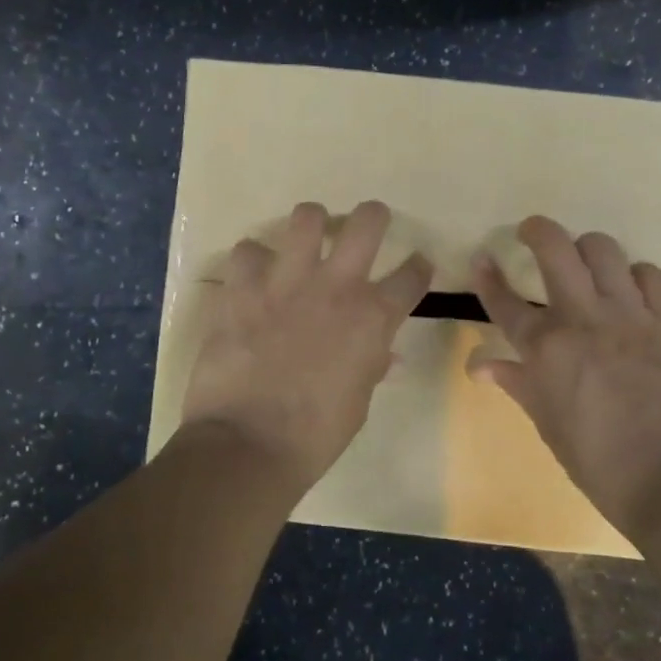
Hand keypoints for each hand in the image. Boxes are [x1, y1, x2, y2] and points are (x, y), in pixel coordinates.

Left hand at [180, 200, 432, 487]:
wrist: (249, 443)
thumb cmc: (315, 435)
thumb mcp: (358, 401)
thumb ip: (370, 364)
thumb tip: (380, 352)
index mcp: (373, 318)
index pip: (412, 276)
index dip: (418, 269)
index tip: (416, 267)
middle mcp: (336, 286)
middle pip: (367, 221)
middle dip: (373, 217)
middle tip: (365, 227)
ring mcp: (286, 281)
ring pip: (307, 217)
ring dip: (311, 225)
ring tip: (306, 240)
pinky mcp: (242, 287)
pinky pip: (247, 250)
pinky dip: (253, 261)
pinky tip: (252, 277)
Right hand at [468, 216, 660, 534]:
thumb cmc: (599, 463)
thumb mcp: (549, 425)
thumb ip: (518, 384)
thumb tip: (481, 367)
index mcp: (545, 349)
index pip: (505, 301)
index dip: (488, 277)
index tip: (481, 258)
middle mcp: (583, 319)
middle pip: (555, 250)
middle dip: (537, 230)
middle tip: (531, 232)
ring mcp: (631, 316)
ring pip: (604, 251)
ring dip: (588, 249)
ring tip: (585, 262)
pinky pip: (652, 276)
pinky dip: (636, 275)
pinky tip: (632, 289)